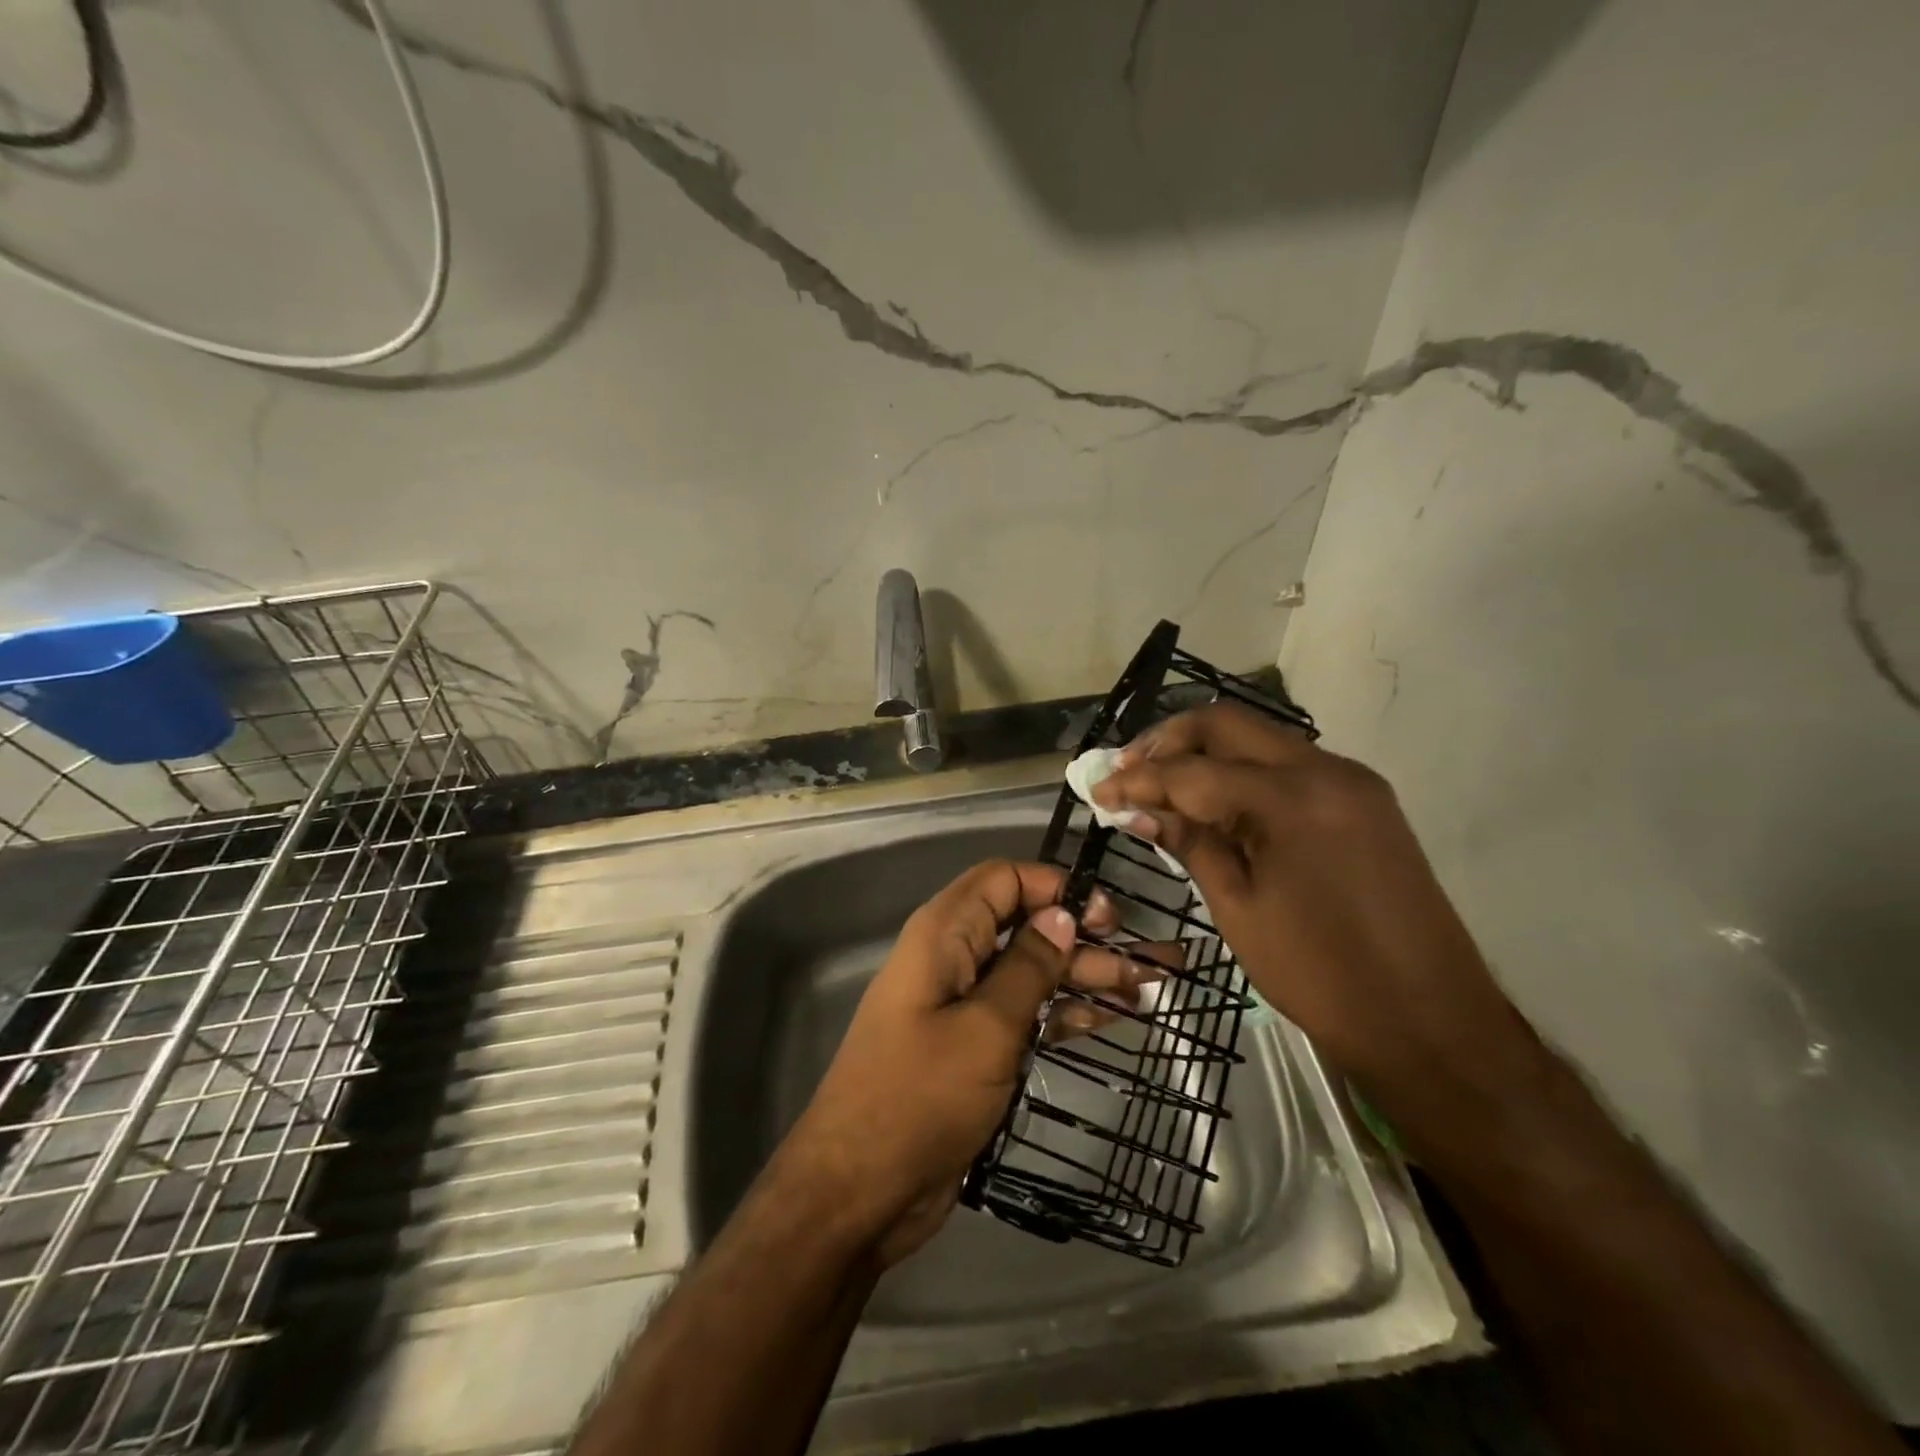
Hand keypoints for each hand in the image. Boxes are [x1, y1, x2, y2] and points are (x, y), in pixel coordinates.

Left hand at [779, 860, 1151, 1267]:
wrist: (861, 1190)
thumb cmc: (920, 1097)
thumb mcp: (986, 1027)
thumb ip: (1028, 967)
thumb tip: (1062, 914)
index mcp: (944, 934)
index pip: (1004, 879)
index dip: (1055, 887)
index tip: (1108, 917)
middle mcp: (953, 957)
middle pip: (1023, 925)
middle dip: (1082, 937)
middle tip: (1143, 960)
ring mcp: (962, 1004)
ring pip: (1028, 971)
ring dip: (1080, 976)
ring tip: (1143, 990)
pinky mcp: (971, 1046)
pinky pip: (1022, 1013)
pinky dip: (1059, 1012)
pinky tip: (1104, 1020)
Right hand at [1090, 703, 1534, 1102]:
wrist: (1430, 1021)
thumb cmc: (1322, 976)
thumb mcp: (1239, 910)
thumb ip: (1190, 844)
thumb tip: (1138, 810)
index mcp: (1292, 800)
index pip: (1193, 771)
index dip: (1137, 779)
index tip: (1096, 790)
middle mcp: (1326, 770)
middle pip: (1228, 724)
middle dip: (1169, 742)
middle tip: (1128, 772)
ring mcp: (1351, 781)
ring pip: (1260, 740)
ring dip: (1206, 754)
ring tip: (1161, 786)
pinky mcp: (1364, 800)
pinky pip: (1288, 766)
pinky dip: (1243, 773)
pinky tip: (1214, 801)